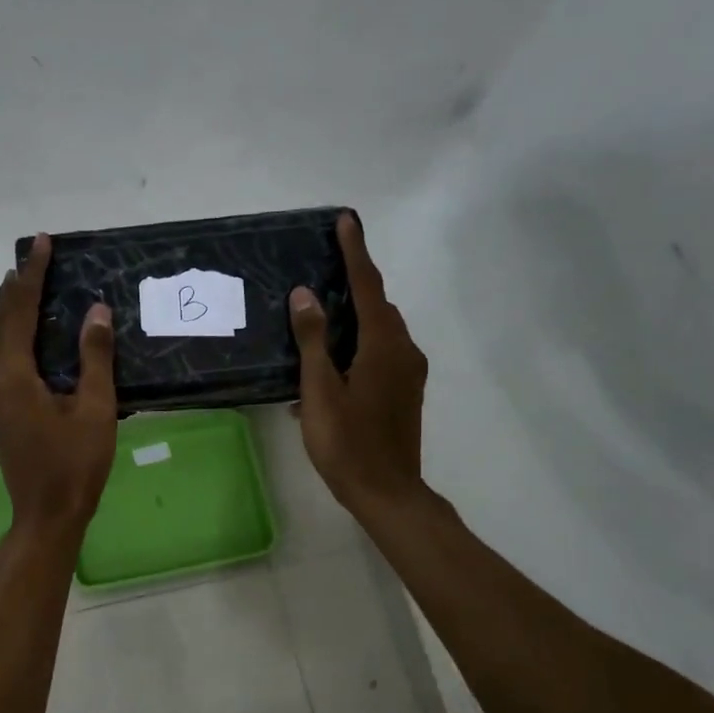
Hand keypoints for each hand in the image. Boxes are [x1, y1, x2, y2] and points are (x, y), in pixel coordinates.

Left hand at [0, 234, 116, 535]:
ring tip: (28, 282)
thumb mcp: (95, 410)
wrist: (47, 515)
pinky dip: (13, 332)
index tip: (42, 244)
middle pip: (0, 321)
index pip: (20, 312)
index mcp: (13, 376)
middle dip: (16, 286)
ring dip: (10, 308)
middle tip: (36, 256)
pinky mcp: (0, 408)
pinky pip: (1, 356)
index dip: (32, 276)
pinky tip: (30, 329)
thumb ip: (94, 358)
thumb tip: (97, 310)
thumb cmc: (75, 465)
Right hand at [289, 212, 428, 517]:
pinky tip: (330, 364)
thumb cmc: (347, 443)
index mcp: (383, 345)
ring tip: (321, 315)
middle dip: (355, 282)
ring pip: (381, 330)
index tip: (346, 220)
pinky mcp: (405, 391)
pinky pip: (382, 352)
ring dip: (355, 316)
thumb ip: (313, 340)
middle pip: (378, 305)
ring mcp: (408, 372)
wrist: (386, 492)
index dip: (355, 252)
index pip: (367, 286)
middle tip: (324, 267)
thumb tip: (305, 294)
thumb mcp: (320, 391)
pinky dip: (359, 344)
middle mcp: (403, 351)